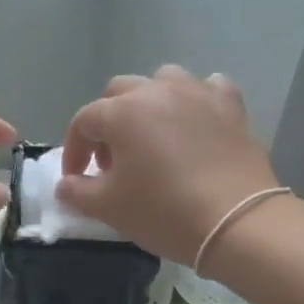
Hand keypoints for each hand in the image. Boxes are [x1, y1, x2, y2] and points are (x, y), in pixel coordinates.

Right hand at [58, 67, 281, 266]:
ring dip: (150, 104)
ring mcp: (198, 93)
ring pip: (164, 81)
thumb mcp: (110, 209)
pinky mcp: (231, 107)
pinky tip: (196, 122)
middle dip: (109, 122)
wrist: (236, 222)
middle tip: (114, 160)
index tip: (78, 178)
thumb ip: (79, 192)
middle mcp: (157, 91)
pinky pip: (208, 89)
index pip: (84, 121)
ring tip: (153, 138)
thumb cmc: (164, 213)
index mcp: (122, 112)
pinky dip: (196, 101)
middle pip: (121, 93)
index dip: (75, 150)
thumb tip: (67, 183)